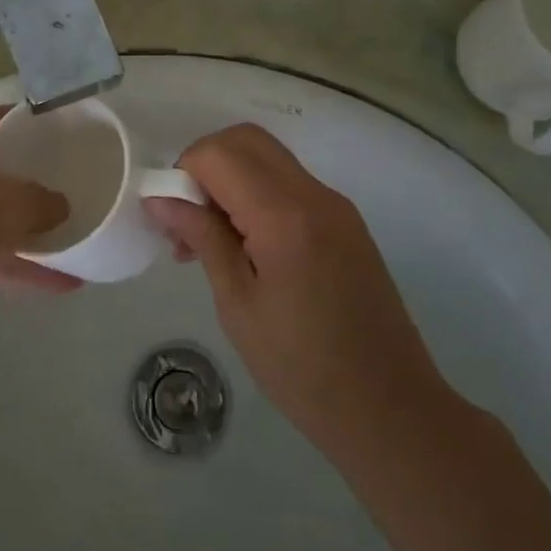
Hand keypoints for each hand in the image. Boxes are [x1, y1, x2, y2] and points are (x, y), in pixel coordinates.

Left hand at [0, 106, 79, 339]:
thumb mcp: (14, 205)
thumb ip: (46, 202)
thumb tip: (59, 206)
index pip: (9, 119)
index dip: (44, 128)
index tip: (77, 142)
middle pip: (2, 168)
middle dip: (38, 185)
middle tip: (80, 193)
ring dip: (32, 232)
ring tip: (79, 245)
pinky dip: (17, 264)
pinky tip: (60, 285)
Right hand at [145, 124, 449, 460]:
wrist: (391, 410)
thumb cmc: (302, 368)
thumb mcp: (238, 304)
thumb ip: (202, 237)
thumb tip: (159, 198)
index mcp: (284, 215)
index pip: (218, 153)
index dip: (183, 173)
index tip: (170, 219)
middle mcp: (314, 194)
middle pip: (245, 140)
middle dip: (205, 164)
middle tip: (188, 218)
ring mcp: (336, 205)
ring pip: (268, 158)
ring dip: (230, 179)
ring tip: (210, 239)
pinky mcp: (346, 223)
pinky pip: (290, 184)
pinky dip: (257, 194)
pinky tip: (247, 247)